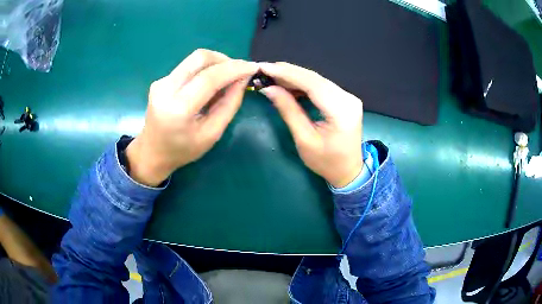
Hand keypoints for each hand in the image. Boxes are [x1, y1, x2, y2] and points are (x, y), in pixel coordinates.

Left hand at [127, 49, 257, 185]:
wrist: (152, 152)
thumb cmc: (183, 150)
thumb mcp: (212, 134)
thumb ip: (230, 104)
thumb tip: (243, 78)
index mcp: (178, 109)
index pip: (209, 78)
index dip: (234, 69)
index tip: (253, 67)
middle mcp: (165, 89)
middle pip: (200, 57)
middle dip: (224, 60)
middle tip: (238, 71)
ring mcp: (160, 82)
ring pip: (194, 59)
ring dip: (215, 63)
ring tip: (225, 78)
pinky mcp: (160, 80)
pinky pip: (187, 67)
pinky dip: (204, 70)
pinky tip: (208, 85)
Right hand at [259, 62, 363, 187]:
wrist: (348, 171)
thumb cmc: (326, 162)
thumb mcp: (304, 140)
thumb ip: (288, 110)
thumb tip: (269, 89)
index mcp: (341, 111)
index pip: (312, 84)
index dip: (287, 74)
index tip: (265, 67)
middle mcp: (348, 99)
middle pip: (315, 79)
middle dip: (288, 72)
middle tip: (264, 69)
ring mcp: (348, 97)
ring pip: (317, 80)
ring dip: (294, 77)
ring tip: (272, 76)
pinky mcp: (345, 99)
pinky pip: (321, 86)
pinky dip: (303, 84)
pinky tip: (288, 84)